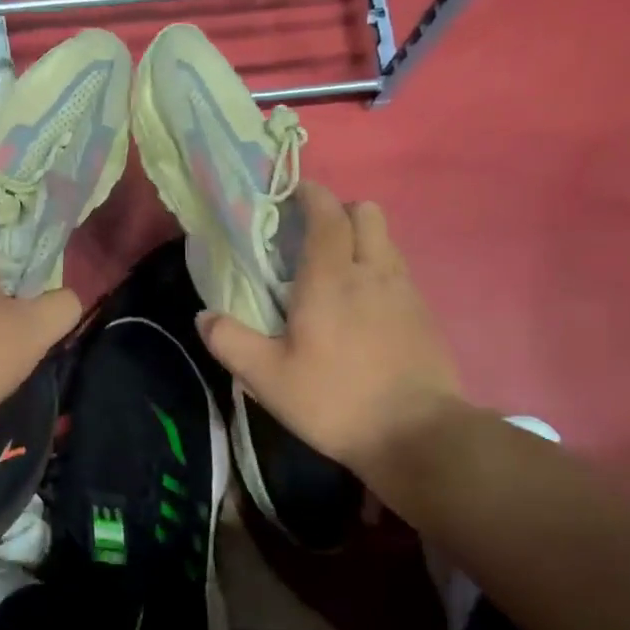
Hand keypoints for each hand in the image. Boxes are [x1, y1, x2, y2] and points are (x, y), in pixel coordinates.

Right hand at [199, 181, 464, 483]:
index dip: (310, 195)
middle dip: (339, 211)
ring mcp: (405, 291)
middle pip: (366, 213)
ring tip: (335, 270)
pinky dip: (378, 268)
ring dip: (361, 239)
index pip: (327, 213)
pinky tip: (362, 305)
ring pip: (386, 240)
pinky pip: (398, 270)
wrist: (418, 435)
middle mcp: (372, 271)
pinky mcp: (424, 314)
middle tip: (311, 237)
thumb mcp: (268, 378)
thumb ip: (231, 341)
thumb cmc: (335, 400)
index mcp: (331, 278)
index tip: (291, 194)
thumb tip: (204, 316)